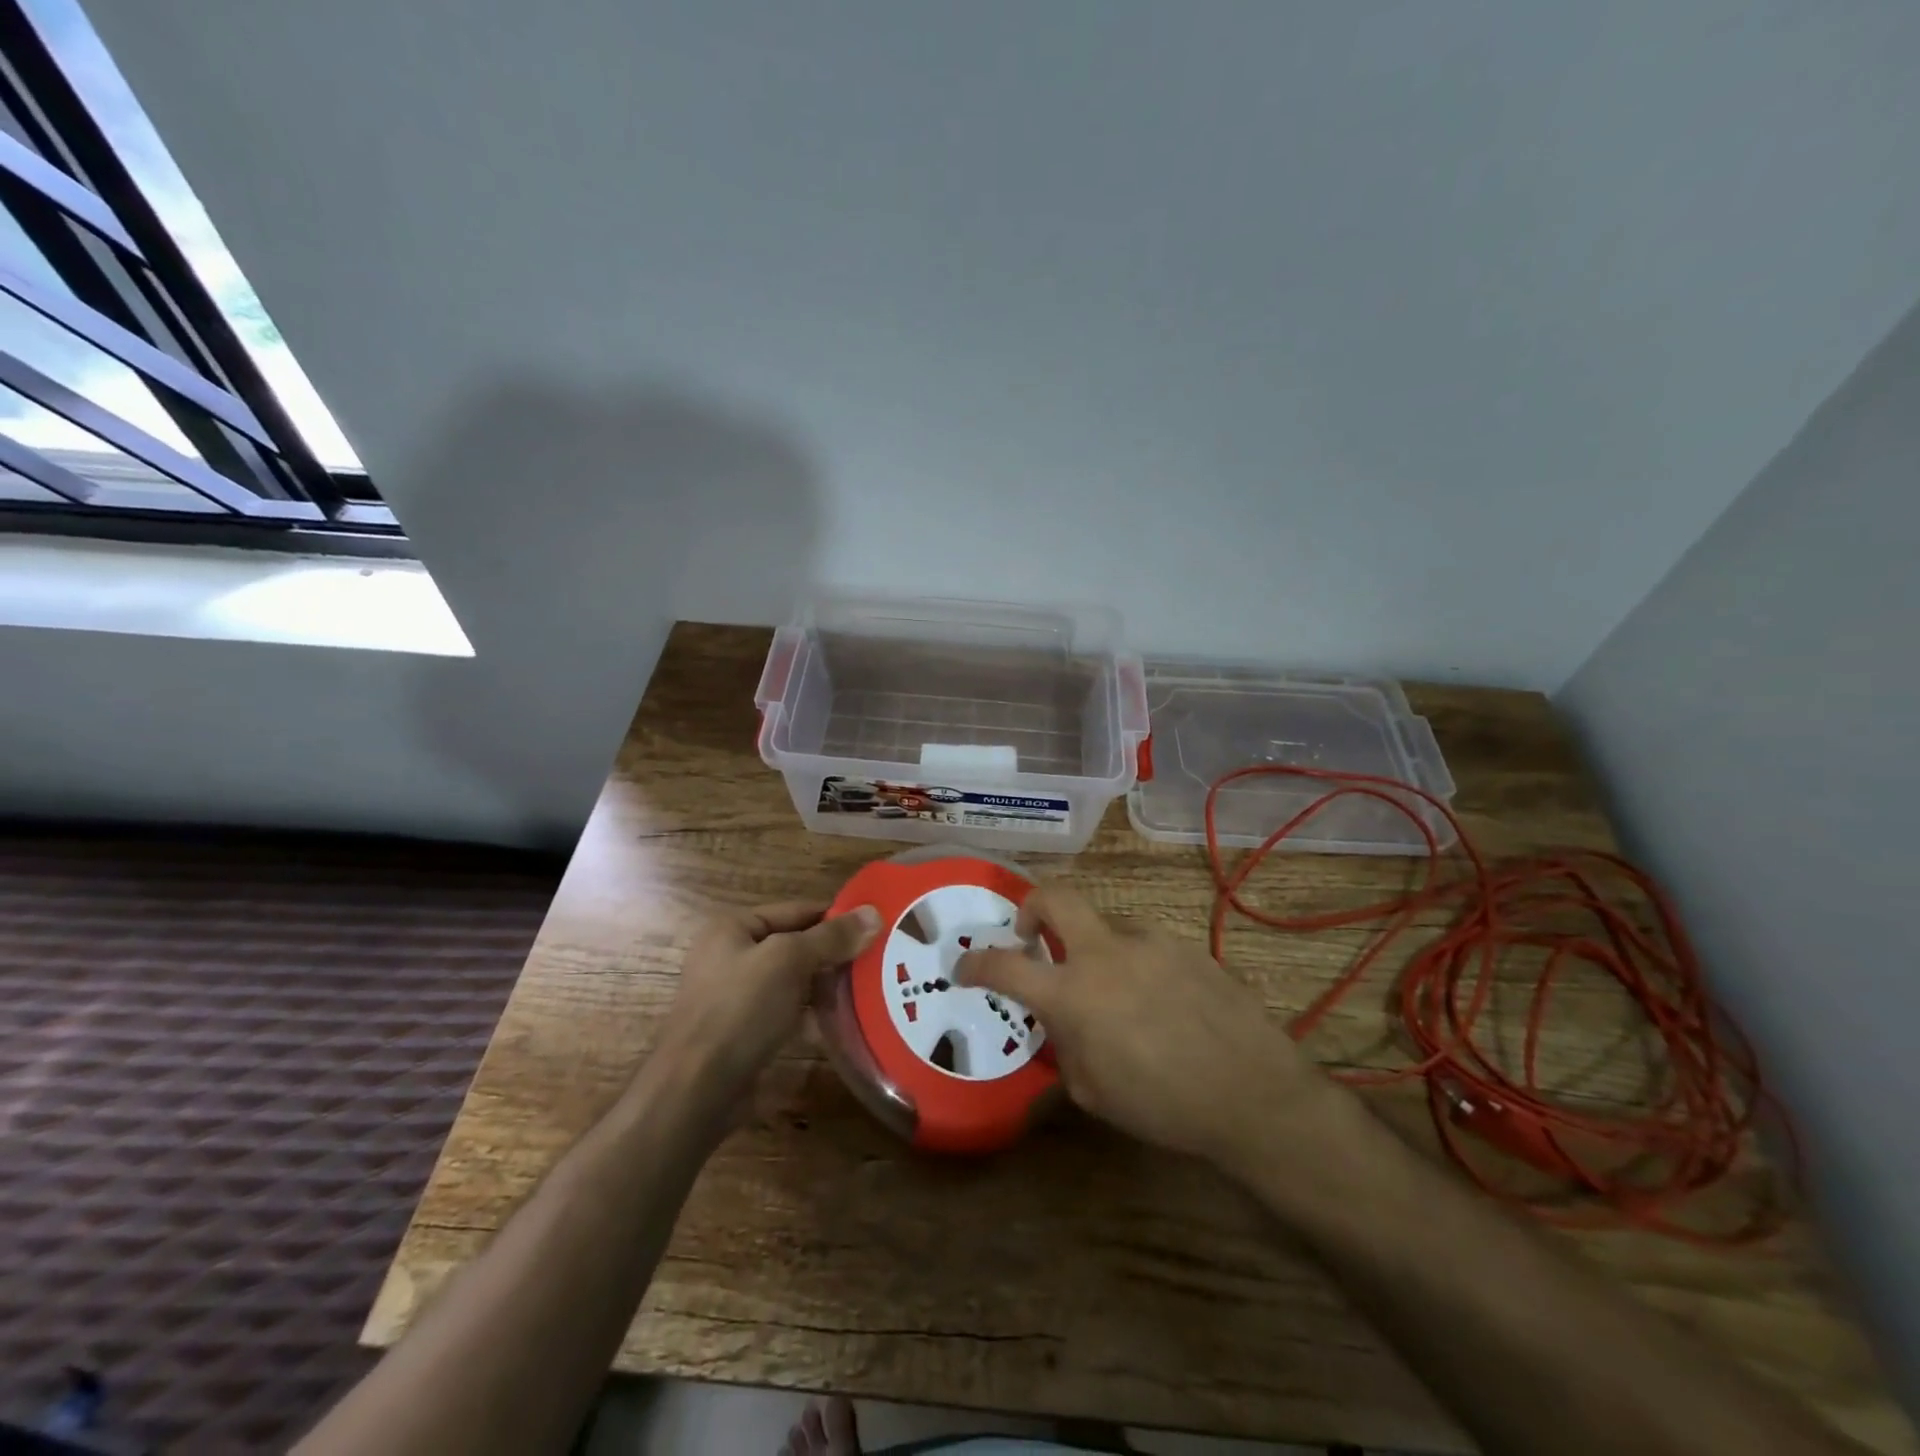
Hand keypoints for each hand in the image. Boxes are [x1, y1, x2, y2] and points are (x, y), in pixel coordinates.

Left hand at [666, 901, 880, 1093]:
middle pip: (795, 946)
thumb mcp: (789, 961)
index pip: (797, 911)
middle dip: (834, 954)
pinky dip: (812, 1016)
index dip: (836, 916)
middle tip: (879, 959)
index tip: (877, 925)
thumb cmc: (740, 1009)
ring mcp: (736, 997)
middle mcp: (731, 956)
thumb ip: (831, 937)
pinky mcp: (744, 1033)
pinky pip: (787, 1013)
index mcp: (733, 928)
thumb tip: (874, 913)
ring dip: (826, 986)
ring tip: (870, 990)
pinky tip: (842, 1023)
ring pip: (793, 982)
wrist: (696, 1090)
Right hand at [956, 885, 1347, 1168]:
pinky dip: (1135, 963)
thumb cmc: (1163, 1105)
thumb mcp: (1093, 1091)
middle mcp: (1106, 953)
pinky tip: (1159, 1001)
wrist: (1253, 1094)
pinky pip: (1145, 945)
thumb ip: (1065, 1047)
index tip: (965, 967)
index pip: (1005, 966)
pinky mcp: (1186, 946)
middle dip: (1031, 906)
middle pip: (1055, 897)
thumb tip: (1060, 1024)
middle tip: (1030, 934)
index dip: (976, 963)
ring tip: (1115, 992)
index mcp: (1073, 993)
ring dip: (1094, 948)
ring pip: (1106, 926)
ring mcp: (1150, 942)